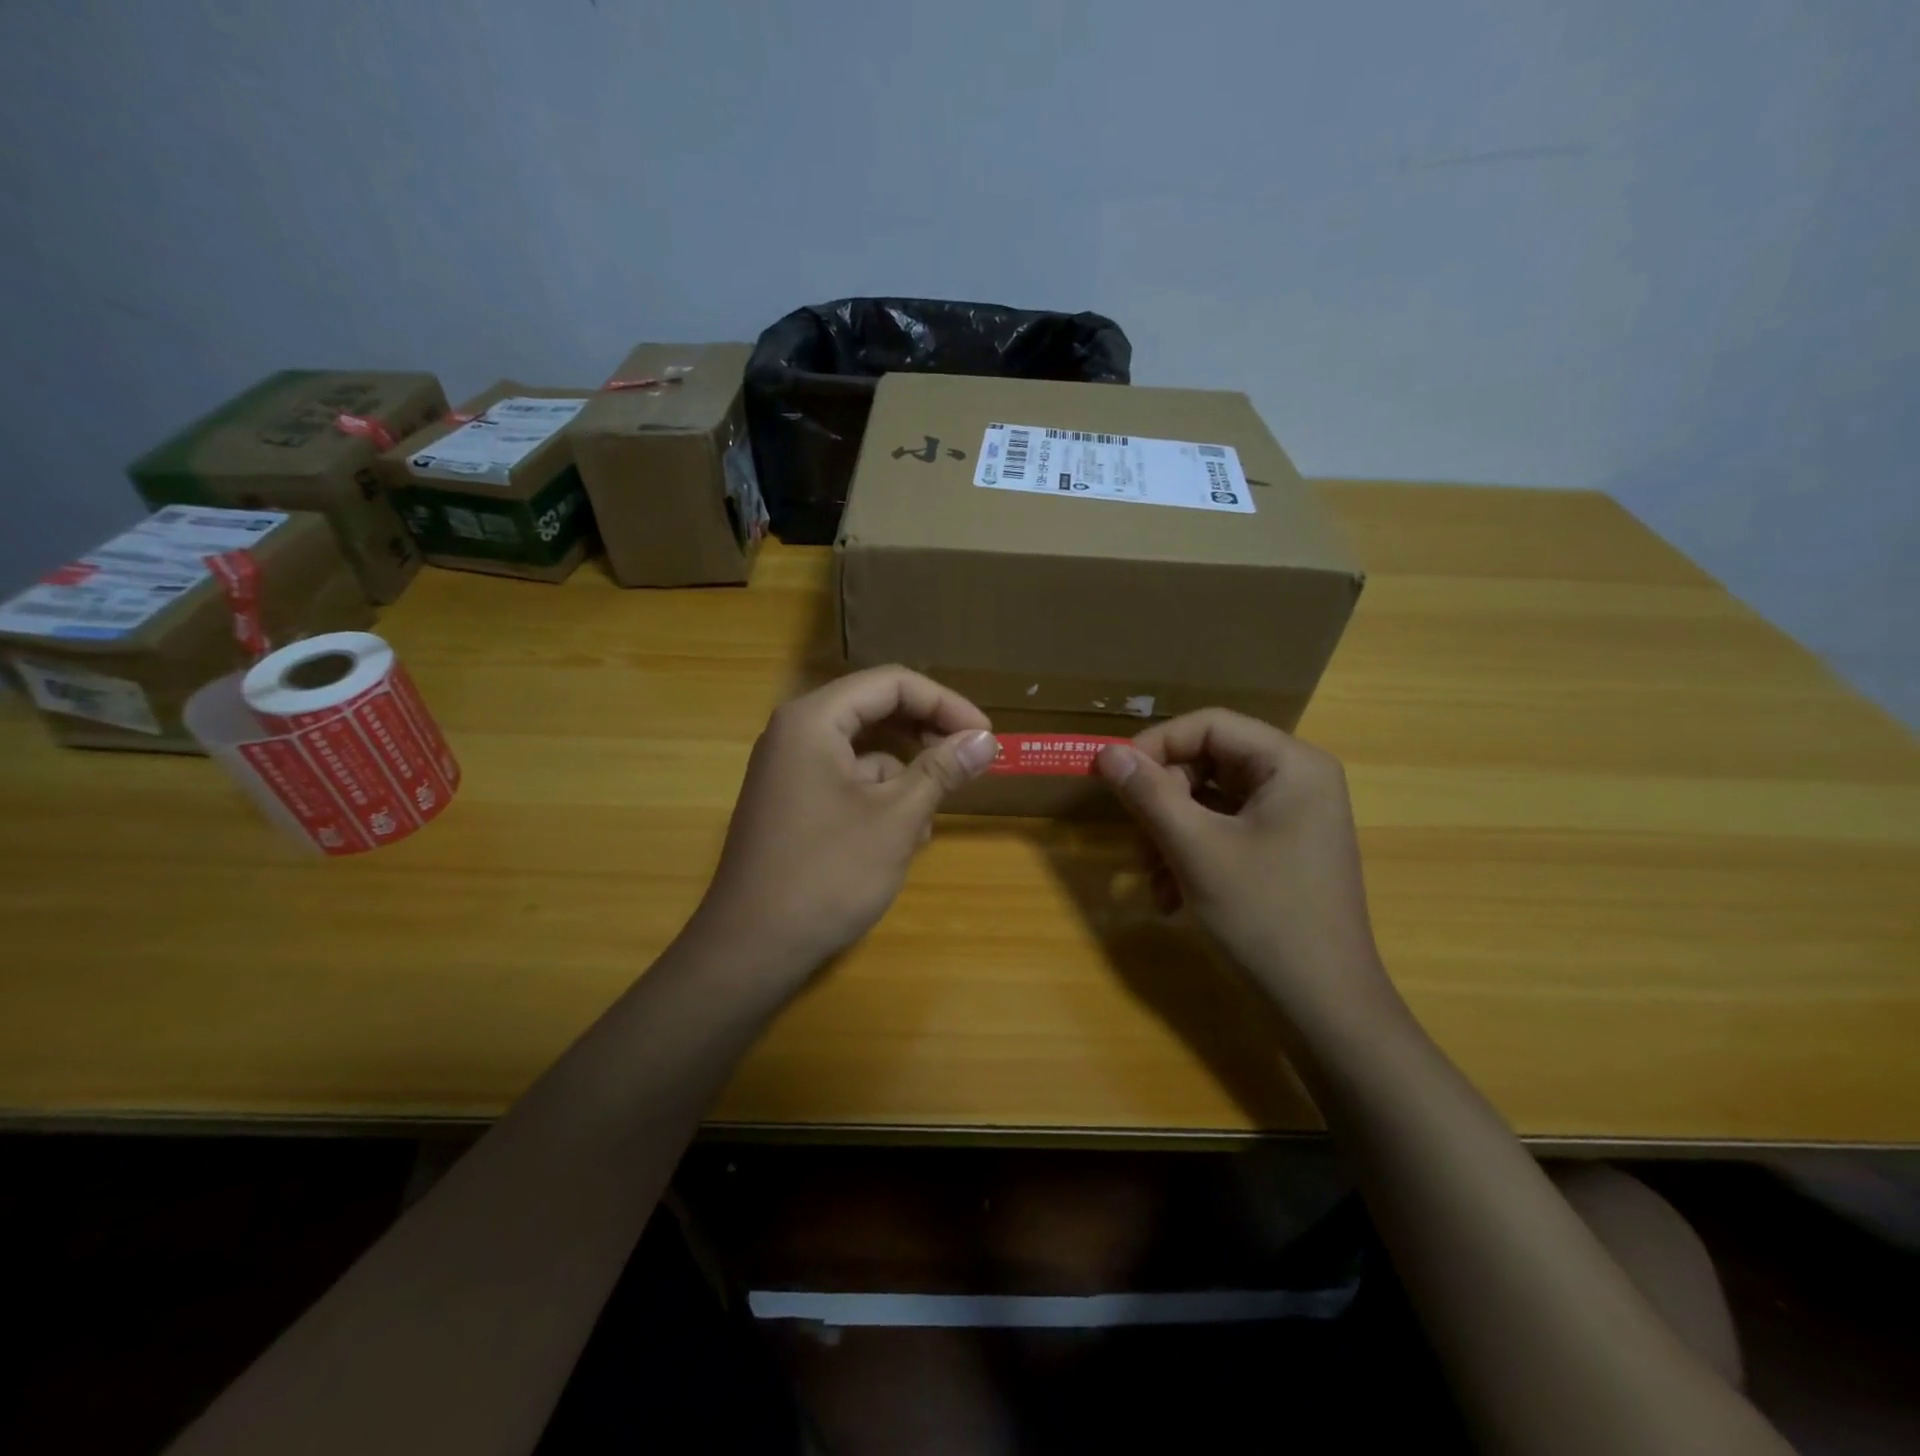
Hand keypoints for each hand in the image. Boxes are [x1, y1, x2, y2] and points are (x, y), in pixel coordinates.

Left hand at [690, 667, 996, 985]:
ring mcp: (790, 770)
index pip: (891, 683)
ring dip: (905, 774)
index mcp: (814, 720)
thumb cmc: (827, 874)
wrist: (751, 949)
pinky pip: (847, 781)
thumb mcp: (896, 818)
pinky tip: (901, 840)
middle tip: (969, 761)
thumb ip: (942, 770)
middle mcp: (796, 733)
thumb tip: (986, 740)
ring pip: (864, 750)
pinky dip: (880, 798)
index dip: (945, 703)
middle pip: (876, 710)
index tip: (985, 735)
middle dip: (926, 735)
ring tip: (931, 817)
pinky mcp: (792, 803)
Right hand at [1094, 710, 1397, 1026]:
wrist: (1324, 1007)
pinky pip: (1222, 832)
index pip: (1209, 725)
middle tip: (1135, 840)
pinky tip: (1170, 898)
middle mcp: (1296, 781)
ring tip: (1150, 881)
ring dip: (1169, 835)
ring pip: (1208, 802)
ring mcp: (1290, 818)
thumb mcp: (1196, 850)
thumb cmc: (1265, 917)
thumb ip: (1149, 794)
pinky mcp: (1280, 851)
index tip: (1113, 777)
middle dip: (1162, 803)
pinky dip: (1190, 856)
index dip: (1156, 745)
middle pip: (1207, 764)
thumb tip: (1106, 753)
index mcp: (1291, 765)